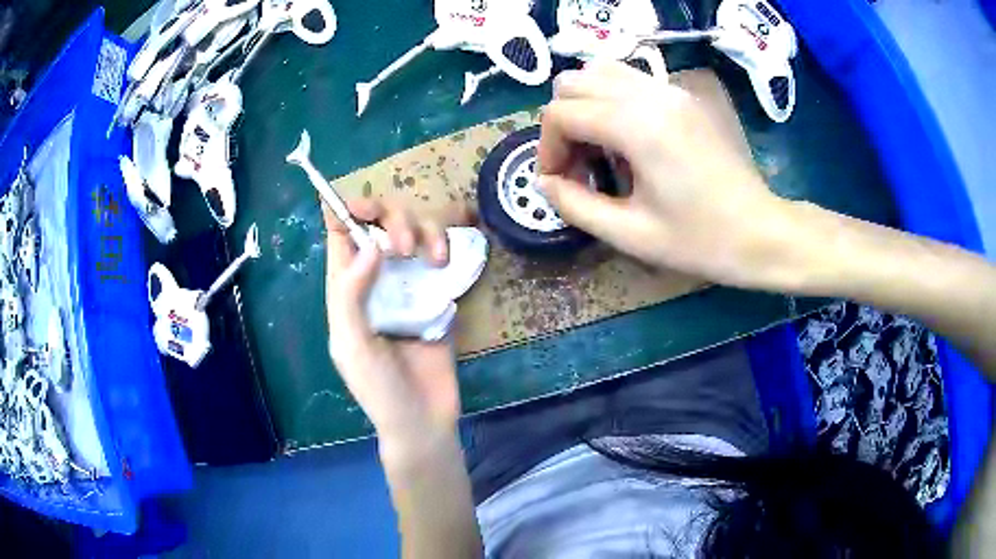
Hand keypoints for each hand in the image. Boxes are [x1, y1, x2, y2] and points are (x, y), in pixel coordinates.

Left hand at [322, 198, 460, 457]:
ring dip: (424, 231)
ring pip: (413, 233)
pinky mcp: (437, 293)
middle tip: (405, 247)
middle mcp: (376, 280)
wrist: (424, 419)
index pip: (340, 237)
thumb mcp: (352, 345)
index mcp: (346, 290)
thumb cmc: (380, 389)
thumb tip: (372, 244)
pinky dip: (444, 246)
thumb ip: (351, 295)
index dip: (347, 212)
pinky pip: (440, 255)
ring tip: (435, 257)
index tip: (363, 203)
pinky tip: (445, 260)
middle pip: (380, 225)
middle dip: (392, 221)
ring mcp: (408, 285)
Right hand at [538, 61, 791, 288]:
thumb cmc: (700, 241)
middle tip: (578, 165)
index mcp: (636, 126)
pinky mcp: (683, 96)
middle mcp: (650, 94)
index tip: (559, 183)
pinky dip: (611, 100)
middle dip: (563, 123)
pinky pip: (630, 80)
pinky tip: (627, 139)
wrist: (761, 232)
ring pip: (601, 72)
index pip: (561, 113)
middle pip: (574, 82)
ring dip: (585, 105)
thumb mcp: (630, 235)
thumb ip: (575, 206)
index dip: (547, 149)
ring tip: (600, 148)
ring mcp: (670, 90)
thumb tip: (544, 183)